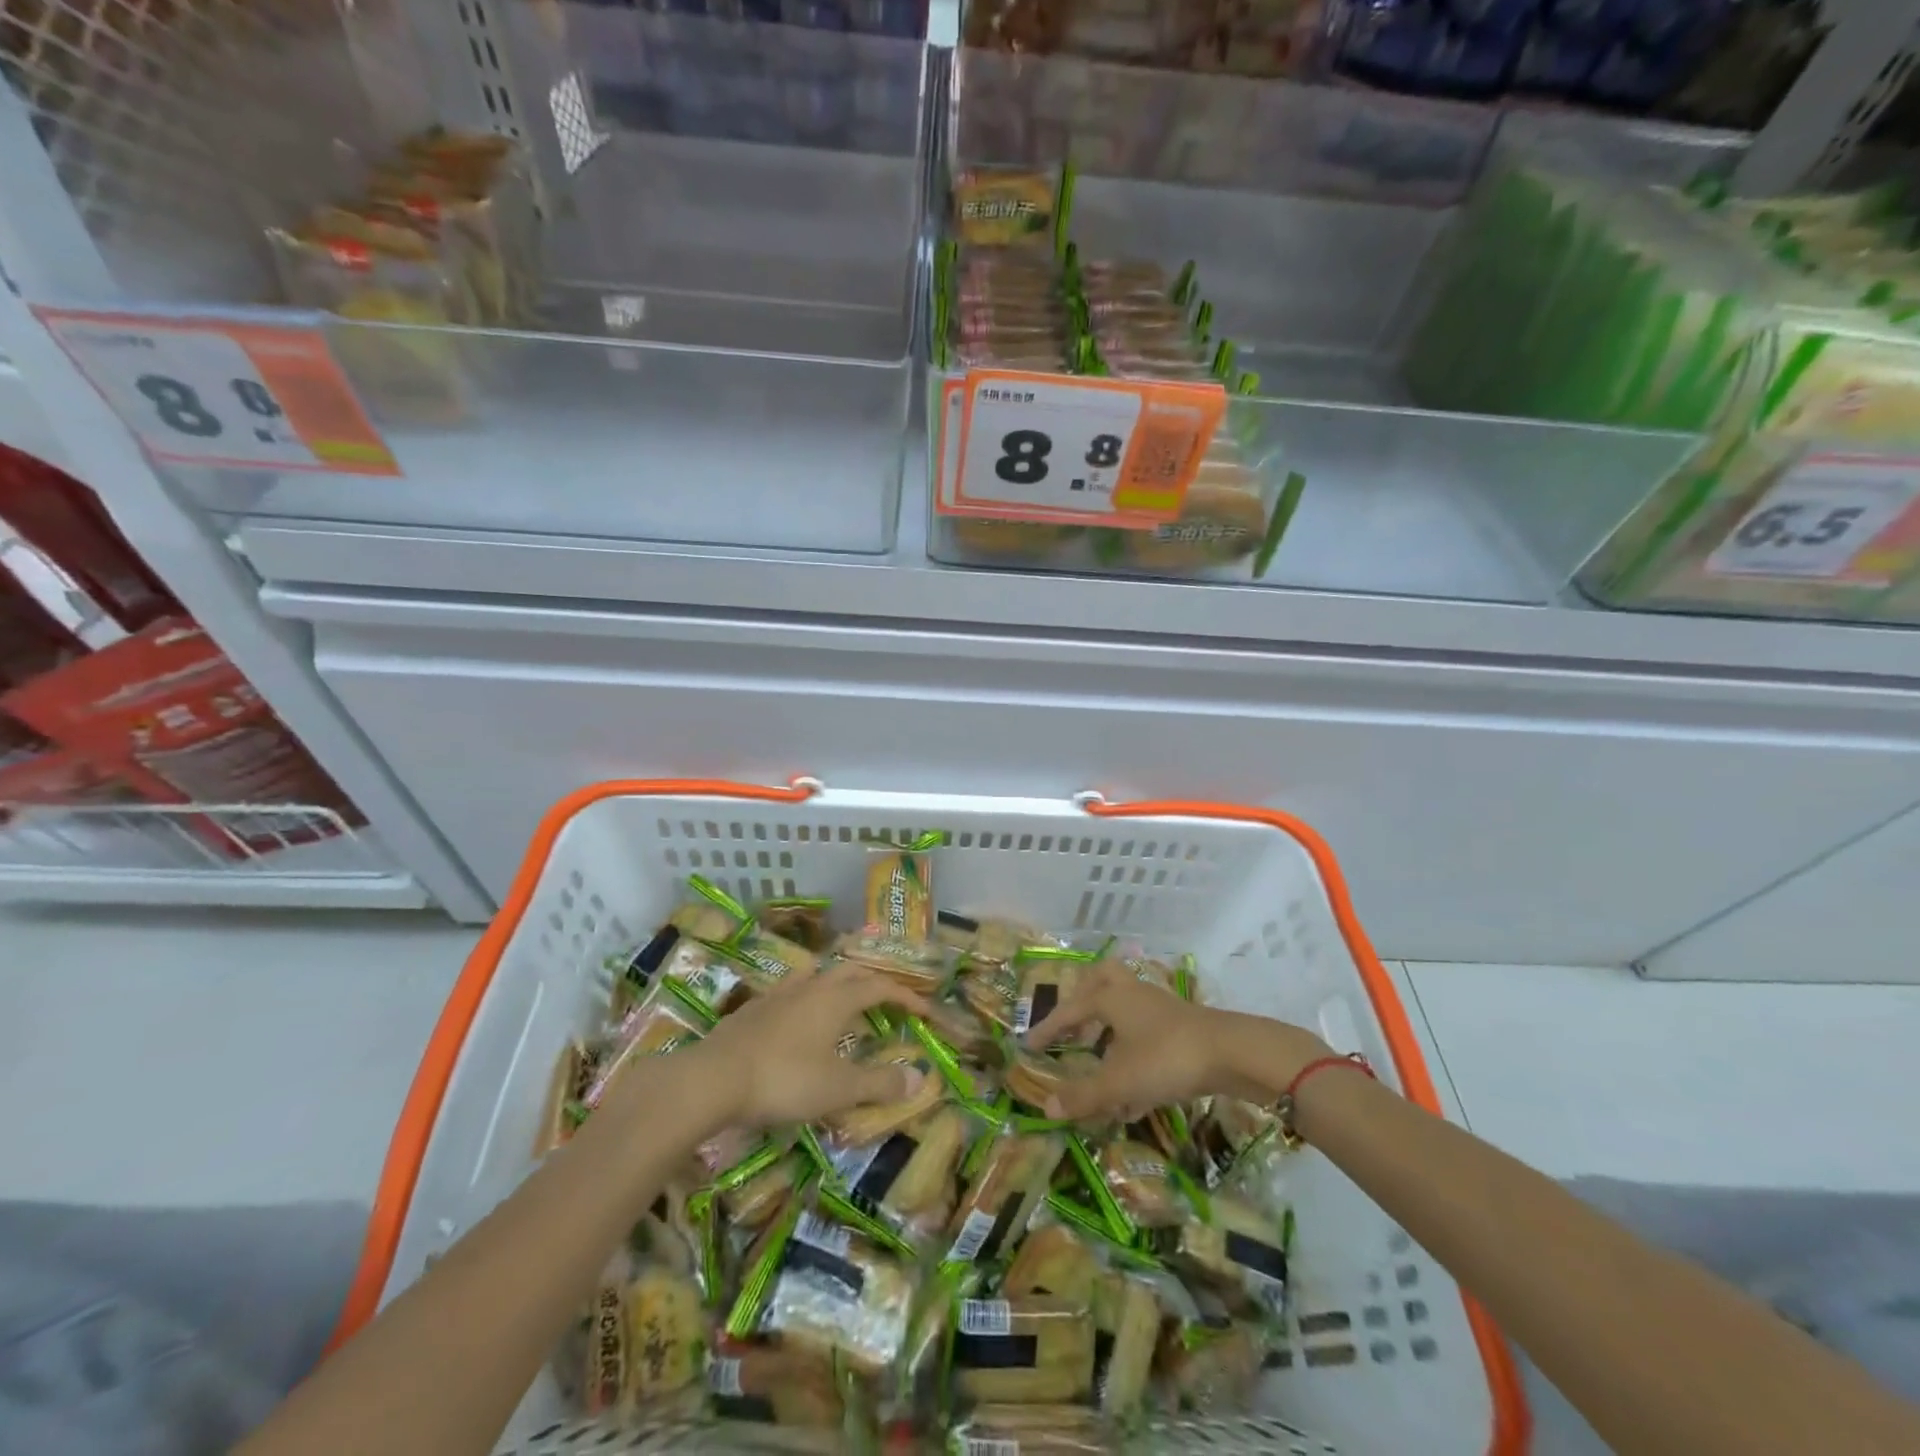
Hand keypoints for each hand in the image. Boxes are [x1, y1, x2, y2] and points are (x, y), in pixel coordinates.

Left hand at [676, 961, 933, 1130]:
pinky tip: (798, 1016)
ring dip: (837, 980)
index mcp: (836, 999)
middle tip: (888, 998)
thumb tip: (918, 1078)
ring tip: (844, 996)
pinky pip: (789, 990)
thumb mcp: (838, 1089)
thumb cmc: (783, 1080)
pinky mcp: (752, 1008)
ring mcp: (778, 994)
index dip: (907, 996)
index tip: (926, 1011)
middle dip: (874, 980)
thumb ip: (879, 1083)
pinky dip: (806, 996)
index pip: (881, 986)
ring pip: (816, 973)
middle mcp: (810, 987)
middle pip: (849, 970)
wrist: (712, 1079)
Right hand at [1024, 963, 1332, 1121]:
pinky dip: (1131, 1045)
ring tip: (1098, 1053)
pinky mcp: (1182, 1025)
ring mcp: (1160, 1007)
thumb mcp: (1120, 1081)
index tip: (1030, 1044)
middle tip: (1072, 1022)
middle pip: (1102, 978)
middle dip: (1083, 997)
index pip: (1071, 1008)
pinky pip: (1145, 1027)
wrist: (1233, 1053)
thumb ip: (1083, 1096)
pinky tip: (1133, 1081)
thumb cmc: (1167, 1058)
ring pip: (1126, 1003)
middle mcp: (1133, 994)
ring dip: (1109, 1023)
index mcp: (1112, 998)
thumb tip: (1046, 1108)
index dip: (1049, 1027)